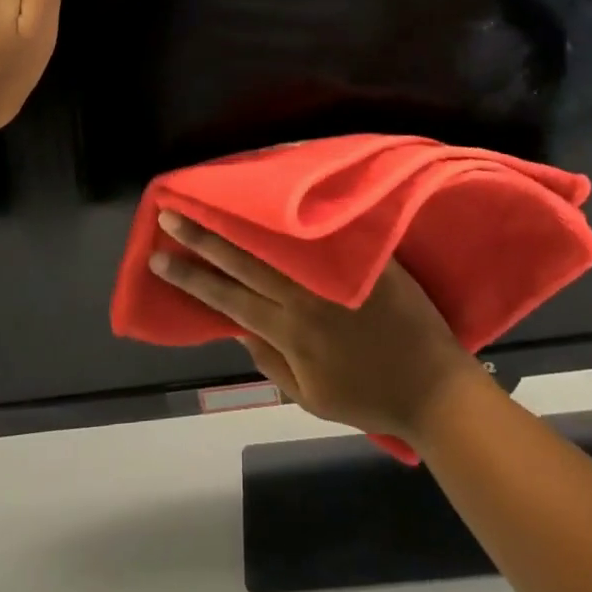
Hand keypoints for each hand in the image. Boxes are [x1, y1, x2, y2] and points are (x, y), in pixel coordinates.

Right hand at [151, 212, 486, 442]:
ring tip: (213, 197)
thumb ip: (270, 362)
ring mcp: (334, 274)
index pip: (226, 297)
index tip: (158, 257)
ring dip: (240, 220)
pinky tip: (277, 194)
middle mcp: (304, 297)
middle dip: (202, 238)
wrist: (433, 387)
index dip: (190, 277)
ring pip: (276, 241)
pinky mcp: (363, 257)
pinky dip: (295, 215)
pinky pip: (322, 231)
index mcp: (288, 331)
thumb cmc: (369, 397)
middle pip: (243, 261)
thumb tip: (237, 328)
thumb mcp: (310, 397)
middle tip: (169, 214)